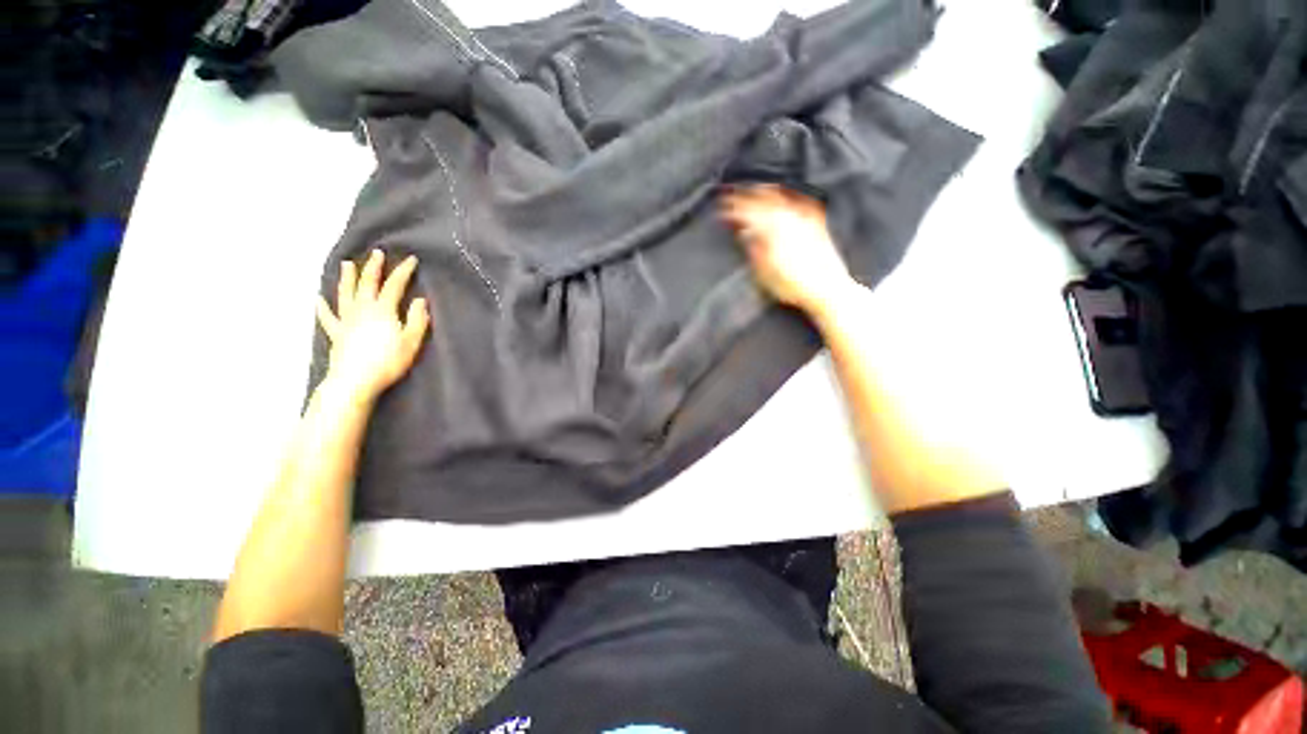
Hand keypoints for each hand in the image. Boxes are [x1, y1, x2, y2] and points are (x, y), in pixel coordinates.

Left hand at [316, 250, 430, 401]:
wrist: (355, 380)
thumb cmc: (388, 361)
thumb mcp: (412, 341)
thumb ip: (417, 319)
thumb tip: (420, 300)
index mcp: (383, 310)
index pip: (394, 285)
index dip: (403, 271)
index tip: (410, 259)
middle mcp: (362, 309)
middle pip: (367, 283)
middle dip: (373, 267)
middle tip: (376, 253)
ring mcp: (346, 320)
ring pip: (345, 293)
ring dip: (347, 278)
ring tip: (347, 264)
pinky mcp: (336, 333)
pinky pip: (327, 316)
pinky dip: (322, 306)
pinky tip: (318, 298)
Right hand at [721, 185, 857, 318]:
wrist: (827, 289)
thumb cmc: (793, 286)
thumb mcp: (764, 273)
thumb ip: (753, 249)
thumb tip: (744, 234)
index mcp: (770, 230)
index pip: (746, 213)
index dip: (731, 209)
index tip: (721, 209)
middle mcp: (787, 219)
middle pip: (762, 199)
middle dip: (745, 195)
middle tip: (733, 195)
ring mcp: (803, 218)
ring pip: (780, 196)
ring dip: (764, 191)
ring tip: (755, 189)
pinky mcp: (817, 222)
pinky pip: (800, 200)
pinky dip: (788, 195)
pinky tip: (786, 196)